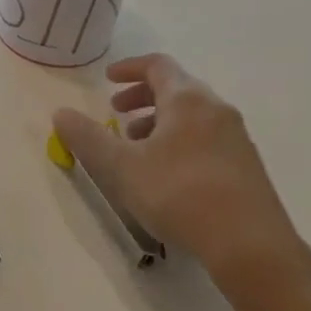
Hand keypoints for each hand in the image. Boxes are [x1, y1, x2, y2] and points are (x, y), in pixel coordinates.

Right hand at [54, 54, 310, 294]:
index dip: (129, 68)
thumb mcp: (121, 167)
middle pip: (177, 88)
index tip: (107, 80)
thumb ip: (87, 137)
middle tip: (116, 114)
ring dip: (160, 121)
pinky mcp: (246, 165)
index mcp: (187, 100)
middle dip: (142, 97)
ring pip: (192, 115)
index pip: (157, 65)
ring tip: (136, 148)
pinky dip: (179, 140)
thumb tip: (60, 113)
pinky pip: (206, 137)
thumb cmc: (179, 194)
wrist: (250, 245)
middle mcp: (216, 109)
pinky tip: (166, 173)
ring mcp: (236, 137)